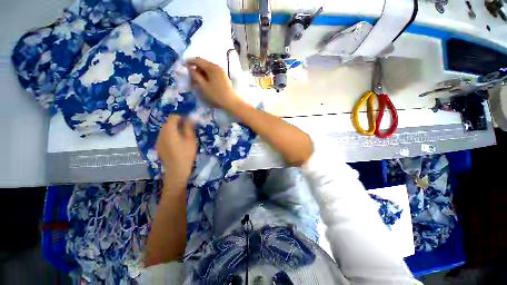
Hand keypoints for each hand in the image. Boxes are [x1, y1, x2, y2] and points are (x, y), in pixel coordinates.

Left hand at [156, 115, 196, 189]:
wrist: (176, 170)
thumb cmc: (186, 154)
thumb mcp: (191, 140)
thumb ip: (189, 127)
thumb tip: (190, 118)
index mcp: (169, 130)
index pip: (173, 117)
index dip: (182, 117)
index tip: (190, 121)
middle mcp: (161, 133)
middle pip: (168, 123)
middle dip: (178, 123)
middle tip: (188, 129)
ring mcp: (158, 140)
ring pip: (166, 130)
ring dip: (174, 129)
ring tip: (183, 136)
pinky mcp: (159, 146)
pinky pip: (164, 136)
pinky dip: (171, 135)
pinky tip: (177, 143)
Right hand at [187, 57, 240, 110]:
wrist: (231, 101)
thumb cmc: (216, 95)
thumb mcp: (204, 86)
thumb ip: (196, 76)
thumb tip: (190, 68)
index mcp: (211, 68)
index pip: (198, 60)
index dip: (190, 61)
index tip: (183, 64)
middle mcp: (217, 67)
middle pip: (204, 63)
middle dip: (196, 67)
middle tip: (191, 74)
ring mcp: (222, 71)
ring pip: (209, 67)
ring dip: (202, 71)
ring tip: (198, 79)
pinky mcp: (224, 76)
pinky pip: (214, 71)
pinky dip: (208, 73)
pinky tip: (206, 80)